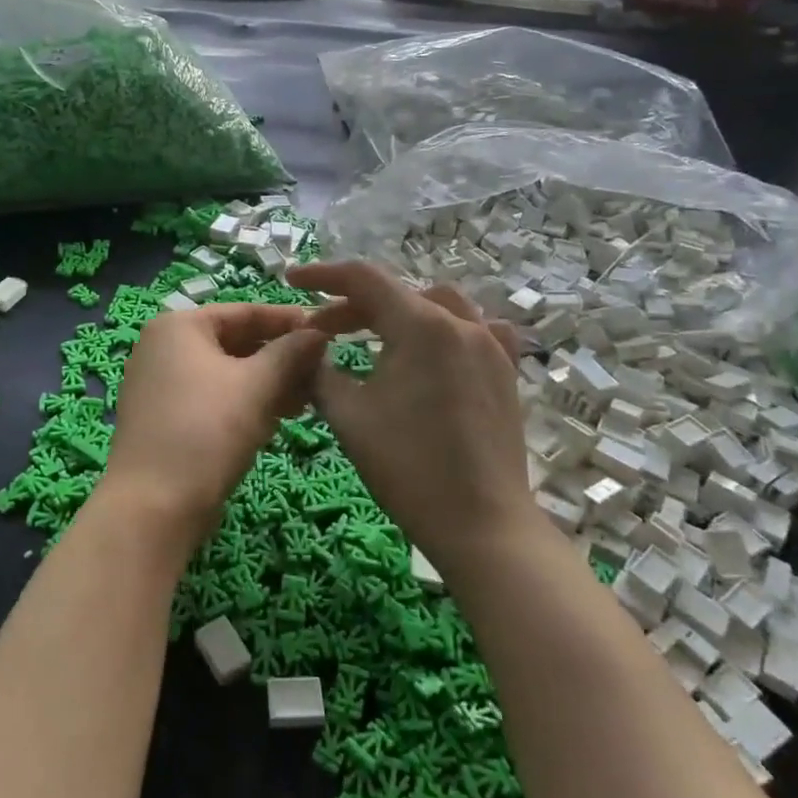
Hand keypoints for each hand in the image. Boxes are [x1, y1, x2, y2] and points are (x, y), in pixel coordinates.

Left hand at [100, 302, 327, 551]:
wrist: (152, 506)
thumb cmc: (206, 431)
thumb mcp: (256, 387)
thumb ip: (290, 353)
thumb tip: (319, 332)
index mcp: (179, 326)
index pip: (245, 312)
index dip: (289, 321)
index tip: (328, 332)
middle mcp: (163, 347)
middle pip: (235, 341)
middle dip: (280, 358)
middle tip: (321, 373)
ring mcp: (160, 384)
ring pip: (226, 373)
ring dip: (267, 384)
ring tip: (306, 401)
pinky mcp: (164, 418)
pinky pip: (212, 398)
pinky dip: (244, 403)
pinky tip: (276, 420)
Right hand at [288, 262, 531, 570]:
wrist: (480, 523)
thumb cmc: (407, 466)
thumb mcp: (348, 415)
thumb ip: (319, 370)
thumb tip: (307, 349)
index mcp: (421, 325)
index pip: (364, 279)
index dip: (323, 275)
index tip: (292, 280)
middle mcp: (460, 323)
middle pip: (398, 294)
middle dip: (353, 305)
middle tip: (320, 331)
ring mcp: (490, 346)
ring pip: (438, 305)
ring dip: (399, 312)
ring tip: (374, 335)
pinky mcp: (505, 372)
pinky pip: (477, 329)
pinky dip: (447, 328)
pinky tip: (438, 348)